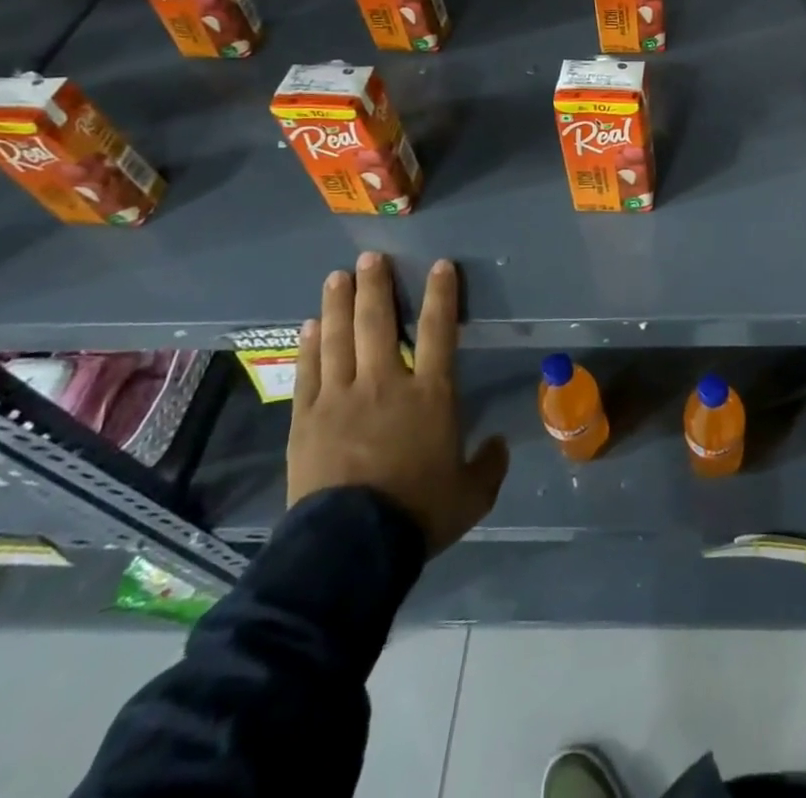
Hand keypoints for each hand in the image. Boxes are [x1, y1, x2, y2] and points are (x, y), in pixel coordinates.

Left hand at [287, 252, 508, 554]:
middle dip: (376, 287)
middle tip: (371, 258)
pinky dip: (310, 344)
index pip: (440, 330)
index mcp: (430, 394)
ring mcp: (341, 398)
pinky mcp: (307, 419)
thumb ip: (489, 465)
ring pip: (339, 338)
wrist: (351, 548)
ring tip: (338, 276)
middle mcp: (386, 383)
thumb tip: (498, 444)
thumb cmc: (418, 513)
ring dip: (339, 304)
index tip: (439, 265)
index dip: (442, 294)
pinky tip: (310, 325)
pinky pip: (309, 371)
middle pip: (379, 323)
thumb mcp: (471, 495)